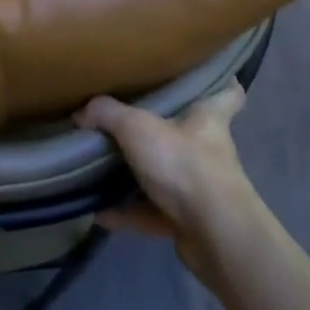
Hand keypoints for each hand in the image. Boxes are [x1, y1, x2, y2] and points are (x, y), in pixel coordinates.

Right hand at [75, 81, 263, 281]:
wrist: (214, 235)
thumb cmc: (184, 165)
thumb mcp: (137, 128)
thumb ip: (107, 114)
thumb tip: (82, 110)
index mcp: (208, 118)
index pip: (228, 92)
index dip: (219, 82)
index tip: (202, 75)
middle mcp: (209, 150)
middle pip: (189, 133)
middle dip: (163, 129)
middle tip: (130, 118)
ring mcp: (201, 188)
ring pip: (168, 175)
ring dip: (139, 175)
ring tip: (103, 167)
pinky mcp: (189, 221)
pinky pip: (152, 211)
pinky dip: (127, 212)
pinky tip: (99, 212)